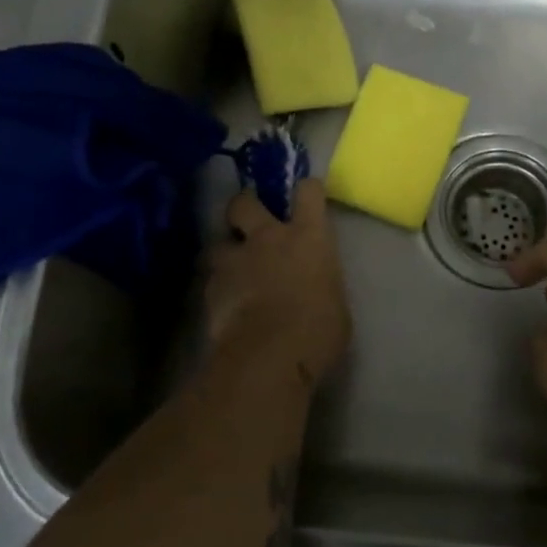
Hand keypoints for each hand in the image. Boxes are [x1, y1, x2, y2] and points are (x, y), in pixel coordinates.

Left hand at [205, 179, 350, 391]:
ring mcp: (235, 260)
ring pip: (218, 242)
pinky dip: (218, 288)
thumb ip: (319, 282)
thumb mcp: (334, 302)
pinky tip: (225, 305)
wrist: (270, 356)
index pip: (308, 192)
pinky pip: (212, 280)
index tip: (307, 194)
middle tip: (248, 219)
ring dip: (224, 253)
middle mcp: (268, 237)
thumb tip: (312, 286)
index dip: (307, 190)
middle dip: (244, 205)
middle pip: (245, 202)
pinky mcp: (211, 288)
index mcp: (308, 236)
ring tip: (231, 271)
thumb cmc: (319, 330)